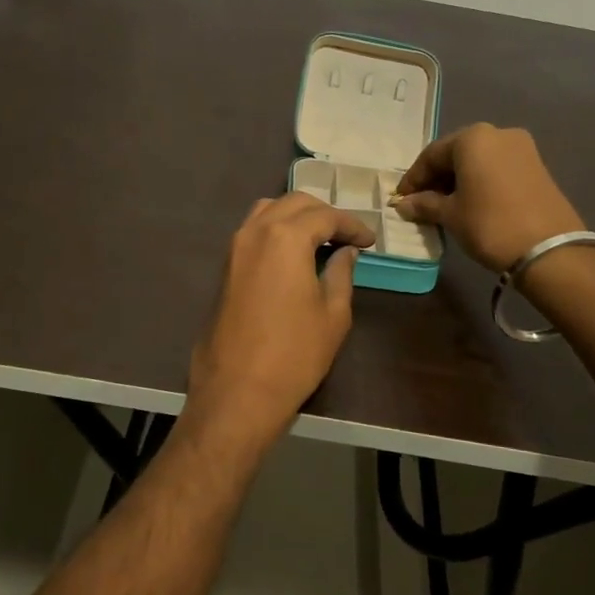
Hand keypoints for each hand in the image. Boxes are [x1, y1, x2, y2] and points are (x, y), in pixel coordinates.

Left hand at [188, 194, 375, 432]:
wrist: (236, 391)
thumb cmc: (294, 354)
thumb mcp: (333, 314)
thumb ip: (341, 273)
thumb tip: (345, 252)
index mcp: (286, 237)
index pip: (325, 216)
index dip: (352, 225)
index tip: (370, 241)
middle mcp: (255, 231)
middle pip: (294, 203)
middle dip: (324, 214)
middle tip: (348, 237)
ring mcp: (234, 247)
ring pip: (268, 211)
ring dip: (296, 217)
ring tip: (320, 239)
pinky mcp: (224, 267)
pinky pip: (253, 231)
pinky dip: (276, 230)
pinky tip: (293, 253)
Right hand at [391, 124, 583, 272]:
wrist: (550, 250)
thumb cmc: (490, 225)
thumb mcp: (451, 215)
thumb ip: (425, 204)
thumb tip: (405, 204)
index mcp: (473, 138)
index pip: (431, 155)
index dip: (413, 179)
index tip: (401, 200)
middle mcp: (498, 134)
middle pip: (456, 154)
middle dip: (436, 178)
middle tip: (421, 203)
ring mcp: (522, 148)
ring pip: (478, 161)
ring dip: (459, 181)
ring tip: (445, 207)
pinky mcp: (537, 166)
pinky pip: (497, 169)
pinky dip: (480, 182)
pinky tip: (472, 204)